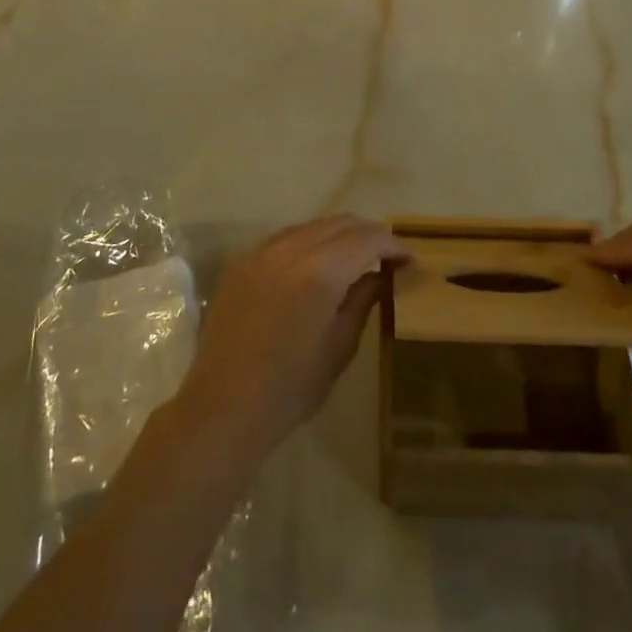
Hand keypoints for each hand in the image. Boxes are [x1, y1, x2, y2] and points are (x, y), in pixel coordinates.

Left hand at [170, 216, 409, 462]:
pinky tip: (316, 264)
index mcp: (320, 271)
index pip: (366, 239)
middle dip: (368, 234)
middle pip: (339, 223)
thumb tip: (380, 274)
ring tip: (355, 257)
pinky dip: (308, 242)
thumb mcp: (339, 347)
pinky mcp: (242, 261)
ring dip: (338, 235)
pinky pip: (284, 238)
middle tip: (387, 256)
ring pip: (311, 225)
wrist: (223, 407)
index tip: (408, 260)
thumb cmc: (290, 388)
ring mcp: (261, 251)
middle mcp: (290, 248)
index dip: (392, 244)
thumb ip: (362, 300)